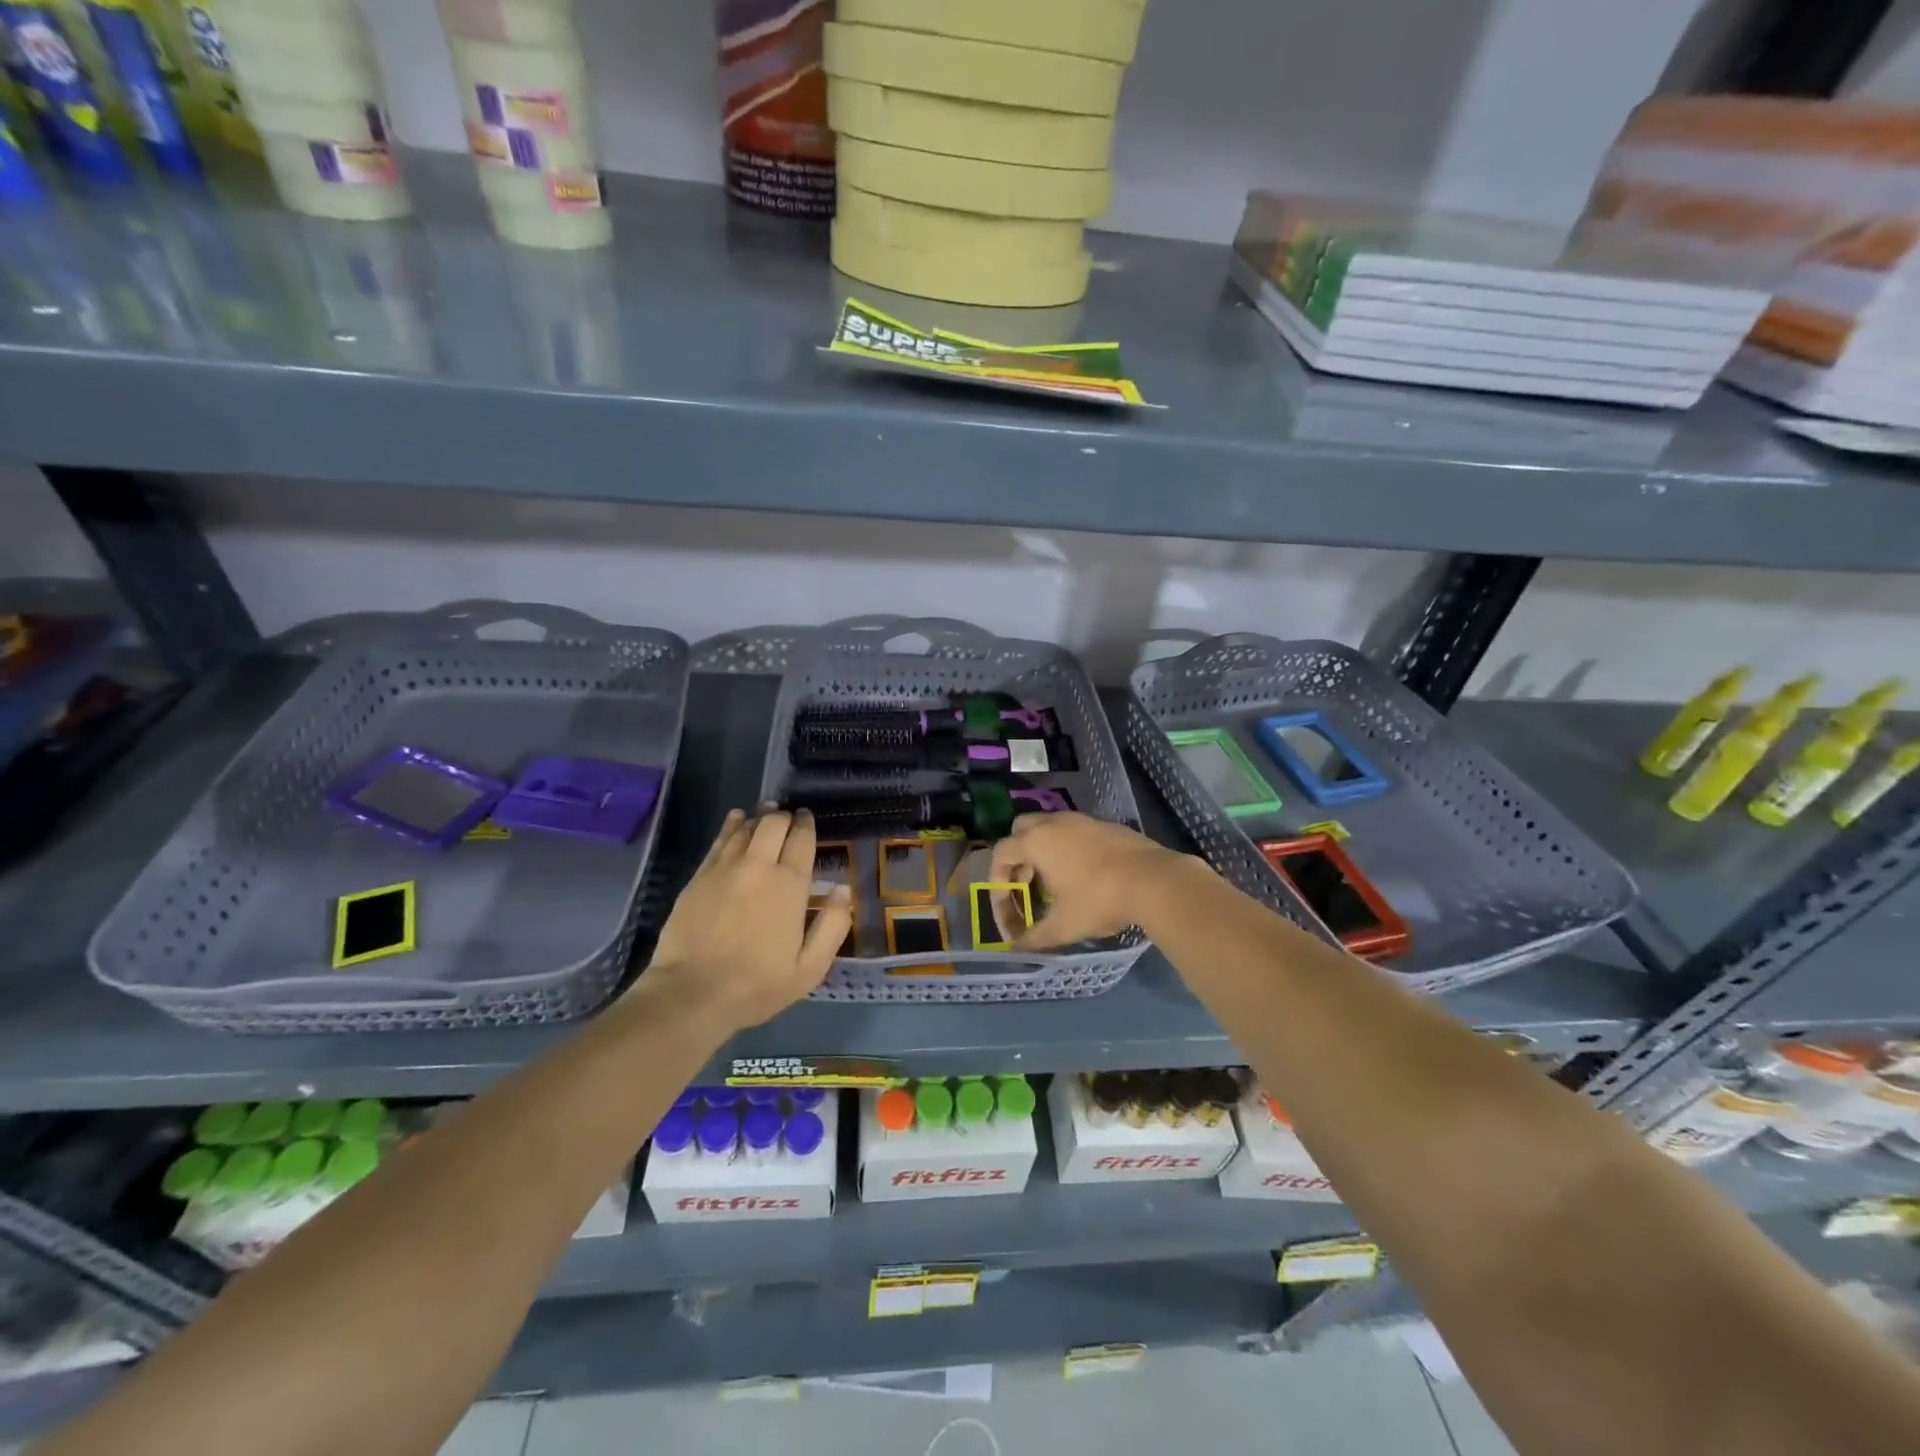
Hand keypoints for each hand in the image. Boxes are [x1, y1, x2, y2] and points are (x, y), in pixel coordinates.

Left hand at [642, 808, 851, 1032]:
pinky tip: (735, 820)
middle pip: (773, 824)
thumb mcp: (811, 967)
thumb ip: (833, 925)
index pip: (801, 840)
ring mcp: (724, 869)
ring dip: (758, 818)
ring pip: (745, 828)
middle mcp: (758, 867)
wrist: (692, 993)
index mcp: (790, 885)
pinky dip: (731, 826)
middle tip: (788, 818)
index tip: (807, 819)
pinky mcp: (698, 877)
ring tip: (765, 814)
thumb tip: (843, 890)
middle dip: (784, 816)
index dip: (806, 825)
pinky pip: (719, 841)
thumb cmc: (758, 985)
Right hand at [988, 811, 1195, 950]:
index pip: (1001, 854)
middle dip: (1017, 858)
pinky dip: (1067, 848)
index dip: (998, 883)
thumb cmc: (1099, 900)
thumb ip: (1034, 938)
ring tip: (1053, 882)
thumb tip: (1016, 949)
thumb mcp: (1063, 926)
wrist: (1155, 880)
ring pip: (1049, 828)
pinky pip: (1074, 831)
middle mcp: (1054, 823)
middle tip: (1026, 885)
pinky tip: (1083, 874)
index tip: (1008, 909)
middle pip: (1021, 831)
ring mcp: (1081, 820)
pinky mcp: (1105, 824)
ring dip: (1042, 851)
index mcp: (1036, 841)